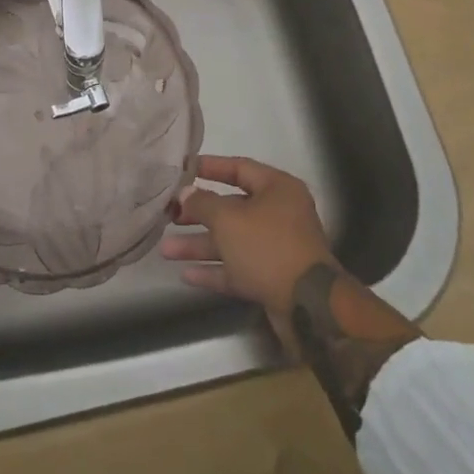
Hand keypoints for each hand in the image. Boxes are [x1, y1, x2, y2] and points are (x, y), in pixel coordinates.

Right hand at [161, 154, 337, 317]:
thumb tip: (185, 193)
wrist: (308, 306)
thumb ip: (203, 203)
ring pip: (231, 240)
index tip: (183, 169)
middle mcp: (279, 214)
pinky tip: (186, 275)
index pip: (239, 168)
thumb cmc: (268, 247)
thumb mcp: (228, 219)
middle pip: (232, 207)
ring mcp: (277, 248)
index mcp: (277, 189)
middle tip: (169, 215)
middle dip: (198, 213)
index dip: (210, 167)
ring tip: (165, 250)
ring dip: (200, 244)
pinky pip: (238, 267)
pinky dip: (214, 270)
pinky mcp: (272, 278)